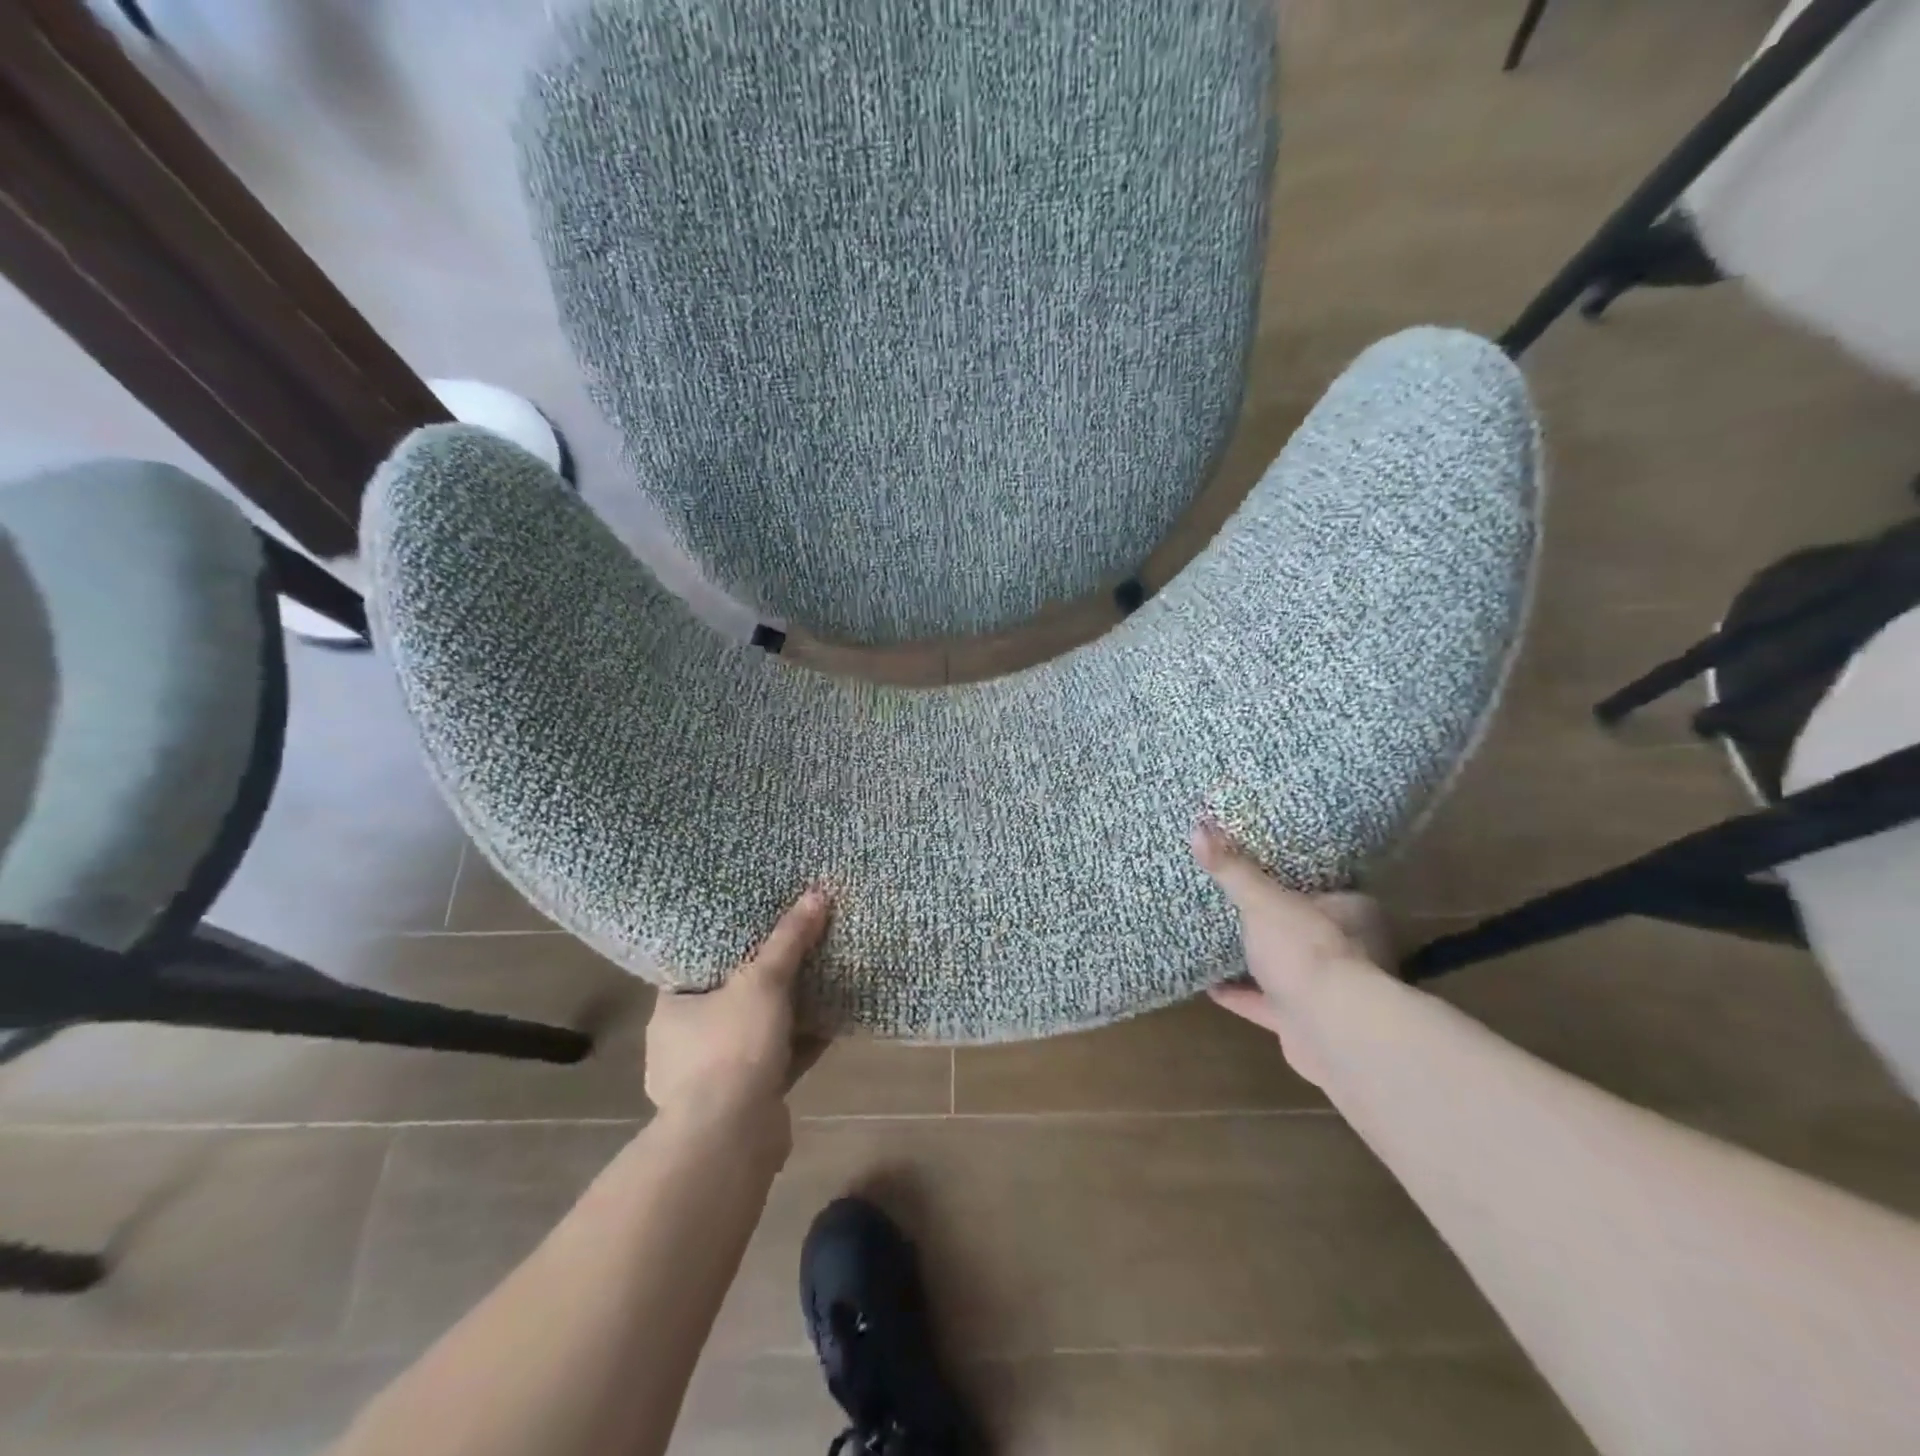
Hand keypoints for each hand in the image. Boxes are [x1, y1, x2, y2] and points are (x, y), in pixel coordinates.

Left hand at [644, 888, 831, 1115]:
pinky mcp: (740, 1104)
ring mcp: (709, 1080)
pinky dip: (795, 1046)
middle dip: (760, 983)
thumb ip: (788, 940)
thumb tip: (816, 893)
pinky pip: (772, 1062)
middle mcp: (681, 1045)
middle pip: (727, 1000)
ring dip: (781, 1017)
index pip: (695, 969)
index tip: (755, 930)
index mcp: (671, 1011)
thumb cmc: (732, 1046)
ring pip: (751, 1034)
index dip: (726, 948)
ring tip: (815, 985)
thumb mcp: (763, 981)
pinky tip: (827, 1026)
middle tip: (792, 955)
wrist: (730, 1137)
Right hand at [1191, 821, 1390, 1084]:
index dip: (1295, 880)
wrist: (1331, 1031)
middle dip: (1273, 921)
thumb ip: (1233, 870)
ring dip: (1257, 960)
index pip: (1324, 888)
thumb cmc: (1306, 950)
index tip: (1261, 869)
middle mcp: (1348, 950)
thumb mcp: (1262, 900)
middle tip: (1235, 902)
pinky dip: (1241, 995)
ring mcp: (1328, 991)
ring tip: (1218, 939)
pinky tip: (1210, 985)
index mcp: (1351, 912)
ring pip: (1287, 967)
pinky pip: (1267, 1003)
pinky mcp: (1305, 1023)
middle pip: (1303, 928)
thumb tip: (1198, 827)